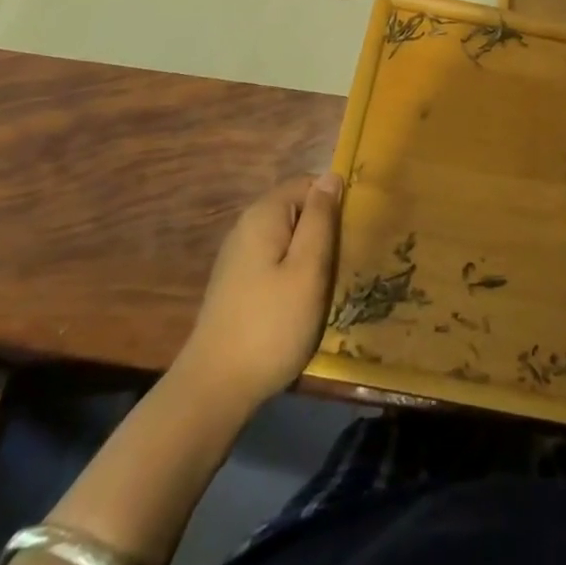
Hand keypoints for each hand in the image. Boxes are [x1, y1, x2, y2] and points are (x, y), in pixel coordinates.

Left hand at [174, 174, 342, 411]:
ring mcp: (238, 255)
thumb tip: (330, 176)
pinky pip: (274, 261)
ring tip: (326, 285)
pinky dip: (292, 273)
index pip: (309, 183)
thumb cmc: (271, 324)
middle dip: (322, 231)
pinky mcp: (236, 283)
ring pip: (287, 238)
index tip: (351, 235)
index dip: (334, 203)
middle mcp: (246, 226)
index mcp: (264, 214)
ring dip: (309, 255)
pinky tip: (300, 302)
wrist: (214, 388)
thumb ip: (320, 218)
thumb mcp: (308, 269)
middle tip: (342, 264)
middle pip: (297, 210)